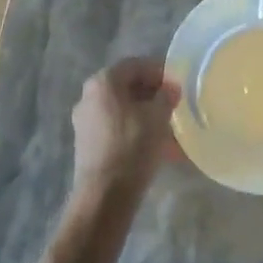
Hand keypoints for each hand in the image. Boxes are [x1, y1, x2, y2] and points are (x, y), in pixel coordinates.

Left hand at [71, 57, 180, 204]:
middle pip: (127, 87)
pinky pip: (116, 128)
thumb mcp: (158, 117)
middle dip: (152, 95)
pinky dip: (135, 131)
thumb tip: (171, 89)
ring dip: (145, 115)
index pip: (136, 65)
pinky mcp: (87, 144)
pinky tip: (154, 146)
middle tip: (174, 105)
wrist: (104, 197)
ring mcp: (85, 121)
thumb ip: (167, 96)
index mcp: (103, 82)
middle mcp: (89, 96)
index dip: (159, 71)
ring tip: (169, 129)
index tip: (177, 84)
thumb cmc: (132, 147)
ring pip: (122, 109)